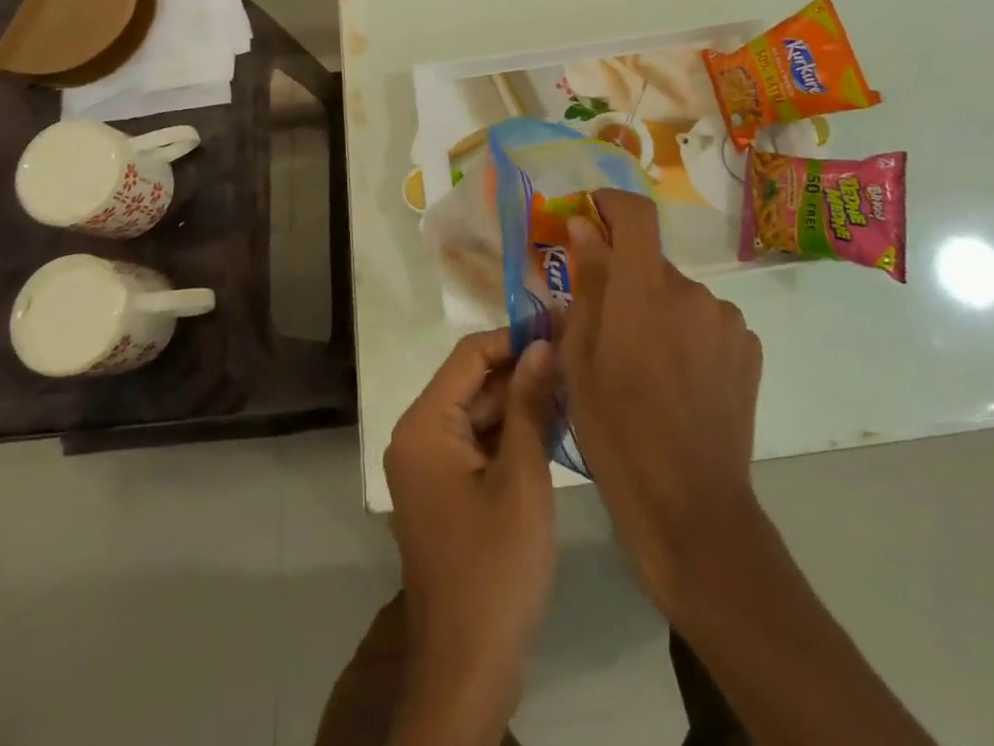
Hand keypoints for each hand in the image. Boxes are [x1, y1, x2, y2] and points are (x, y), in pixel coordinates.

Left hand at [384, 328, 559, 742]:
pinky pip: (478, 443)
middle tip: (575, 353)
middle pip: (472, 381)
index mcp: (424, 426)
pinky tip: (554, 425)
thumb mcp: (522, 479)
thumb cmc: (495, 569)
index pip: (470, 355)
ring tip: (574, 382)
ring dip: (520, 400)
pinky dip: (511, 433)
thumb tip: (543, 344)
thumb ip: (529, 405)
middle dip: (522, 368)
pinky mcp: (445, 491)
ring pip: (478, 412)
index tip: (560, 323)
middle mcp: (418, 437)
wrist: (467, 671)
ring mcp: (429, 467)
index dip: (515, 335)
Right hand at [561, 190, 763, 610]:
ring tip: (647, 364)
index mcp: (643, 292)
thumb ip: (587, 284)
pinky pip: (707, 320)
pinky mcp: (748, 346)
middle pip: (653, 262)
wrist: (691, 506)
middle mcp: (691, 292)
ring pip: (680, 294)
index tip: (593, 211)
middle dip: (628, 279)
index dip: (613, 202)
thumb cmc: (617, 434)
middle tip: (608, 326)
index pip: (636, 215)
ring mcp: (726, 319)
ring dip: (660, 310)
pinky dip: (688, 333)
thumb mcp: (581, 360)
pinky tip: (680, 379)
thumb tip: (584, 228)